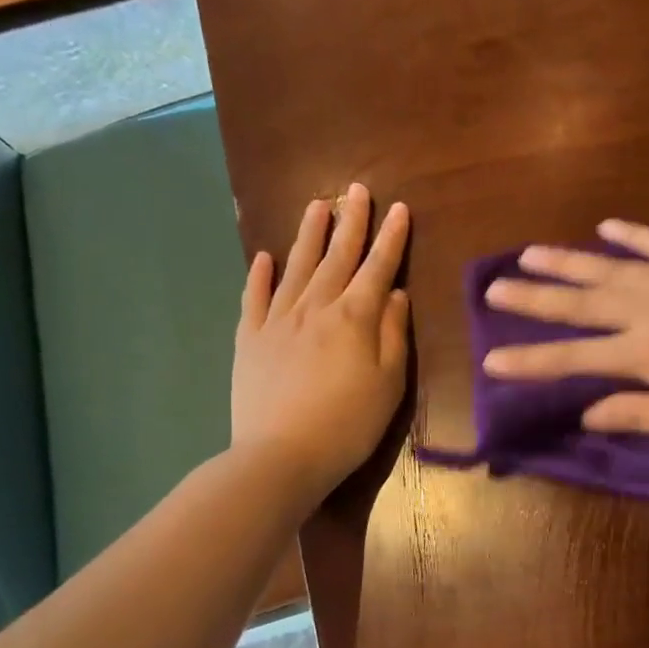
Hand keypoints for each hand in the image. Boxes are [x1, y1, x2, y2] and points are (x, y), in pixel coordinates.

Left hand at [233, 184, 410, 498]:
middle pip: (337, 257)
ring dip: (309, 235)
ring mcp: (277, 320)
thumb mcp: (389, 384)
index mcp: (355, 318)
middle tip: (356, 190)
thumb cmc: (349, 424)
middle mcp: (315, 307)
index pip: (378, 267)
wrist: (281, 457)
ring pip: (297, 267)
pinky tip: (264, 257)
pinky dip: (259, 275)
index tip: (398, 208)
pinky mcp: (249, 339)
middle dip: (350, 222)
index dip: (391, 238)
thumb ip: (393, 334)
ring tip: (317, 205)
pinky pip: (255, 298)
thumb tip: (395, 294)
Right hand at [482, 219, 648, 439]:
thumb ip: (636, 414)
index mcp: (644, 353)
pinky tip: (607, 226)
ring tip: (530, 253)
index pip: (573, 358)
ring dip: (568, 261)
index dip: (530, 361)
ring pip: (611, 267)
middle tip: (493, 288)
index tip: (490, 360)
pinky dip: (633, 235)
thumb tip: (585, 414)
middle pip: (580, 302)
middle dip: (533, 298)